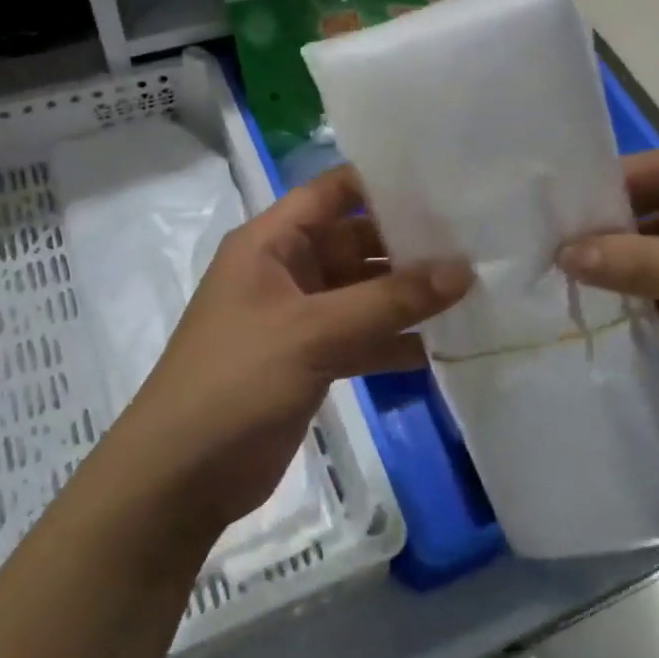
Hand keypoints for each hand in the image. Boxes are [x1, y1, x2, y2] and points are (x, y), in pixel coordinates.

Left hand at [114, 166, 471, 530]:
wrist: (182, 475)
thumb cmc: (236, 380)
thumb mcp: (314, 331)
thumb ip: (389, 301)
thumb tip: (463, 270)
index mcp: (271, 243)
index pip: (332, 192)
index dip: (382, 181)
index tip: (445, 181)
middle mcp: (286, 271)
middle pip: (355, 242)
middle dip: (408, 243)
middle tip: (475, 240)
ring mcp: (299, 319)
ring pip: (363, 294)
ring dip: (407, 296)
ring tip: (474, 288)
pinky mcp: (311, 361)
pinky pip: (361, 338)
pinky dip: (394, 342)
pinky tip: (443, 346)